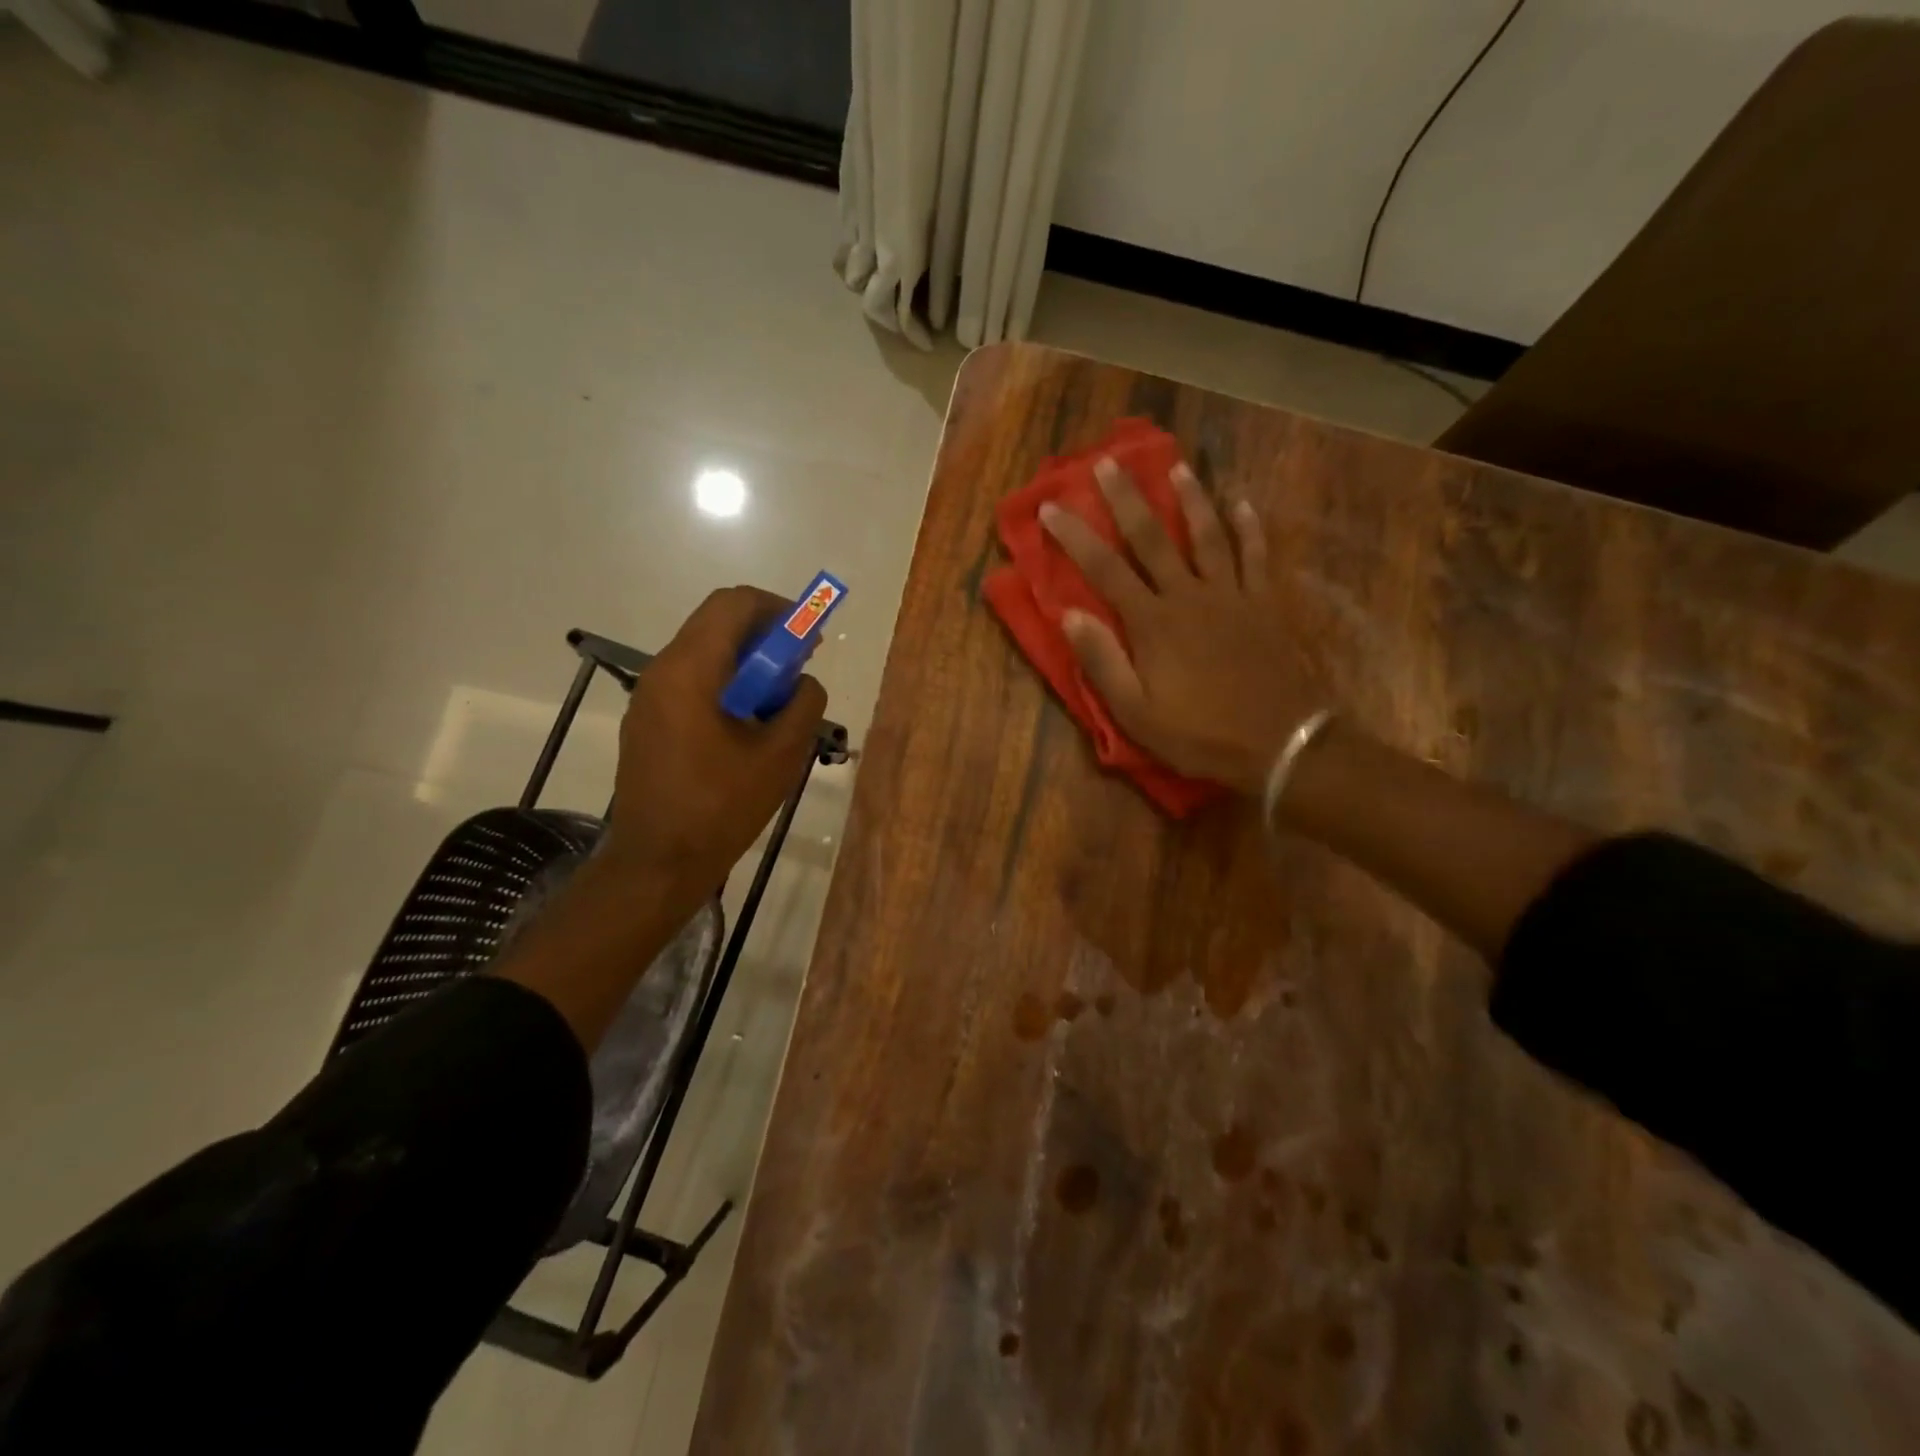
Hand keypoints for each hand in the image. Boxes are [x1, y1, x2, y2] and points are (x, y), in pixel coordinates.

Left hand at [604, 586, 826, 898]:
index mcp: (690, 670)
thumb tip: (803, 682)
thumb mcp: (781, 754)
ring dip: (746, 662)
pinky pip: (691, 681)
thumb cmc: (721, 807)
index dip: (778, 609)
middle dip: (765, 635)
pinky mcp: (647, 721)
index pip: (734, 603)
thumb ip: (804, 703)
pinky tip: (747, 723)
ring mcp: (649, 697)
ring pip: (704, 652)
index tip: (808, 638)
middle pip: (717, 623)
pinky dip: (725, 683)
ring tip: (778, 700)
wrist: (658, 863)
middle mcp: (661, 671)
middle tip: (799, 665)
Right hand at [1041, 456, 1324, 796]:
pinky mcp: (1264, 604)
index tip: (1051, 508)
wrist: (1281, 744)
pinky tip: (1243, 503)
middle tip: (1107, 462)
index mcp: (1153, 624)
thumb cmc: (1200, 735)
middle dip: (1127, 499)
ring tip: (1177, 468)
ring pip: (1207, 535)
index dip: (1075, 536)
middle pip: (1153, 538)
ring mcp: (1232, 595)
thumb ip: (1103, 662)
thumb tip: (1070, 614)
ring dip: (1190, 499)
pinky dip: (1249, 527)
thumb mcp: (1136, 713)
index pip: (1105, 570)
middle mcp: (1189, 596)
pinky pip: (1256, 555)